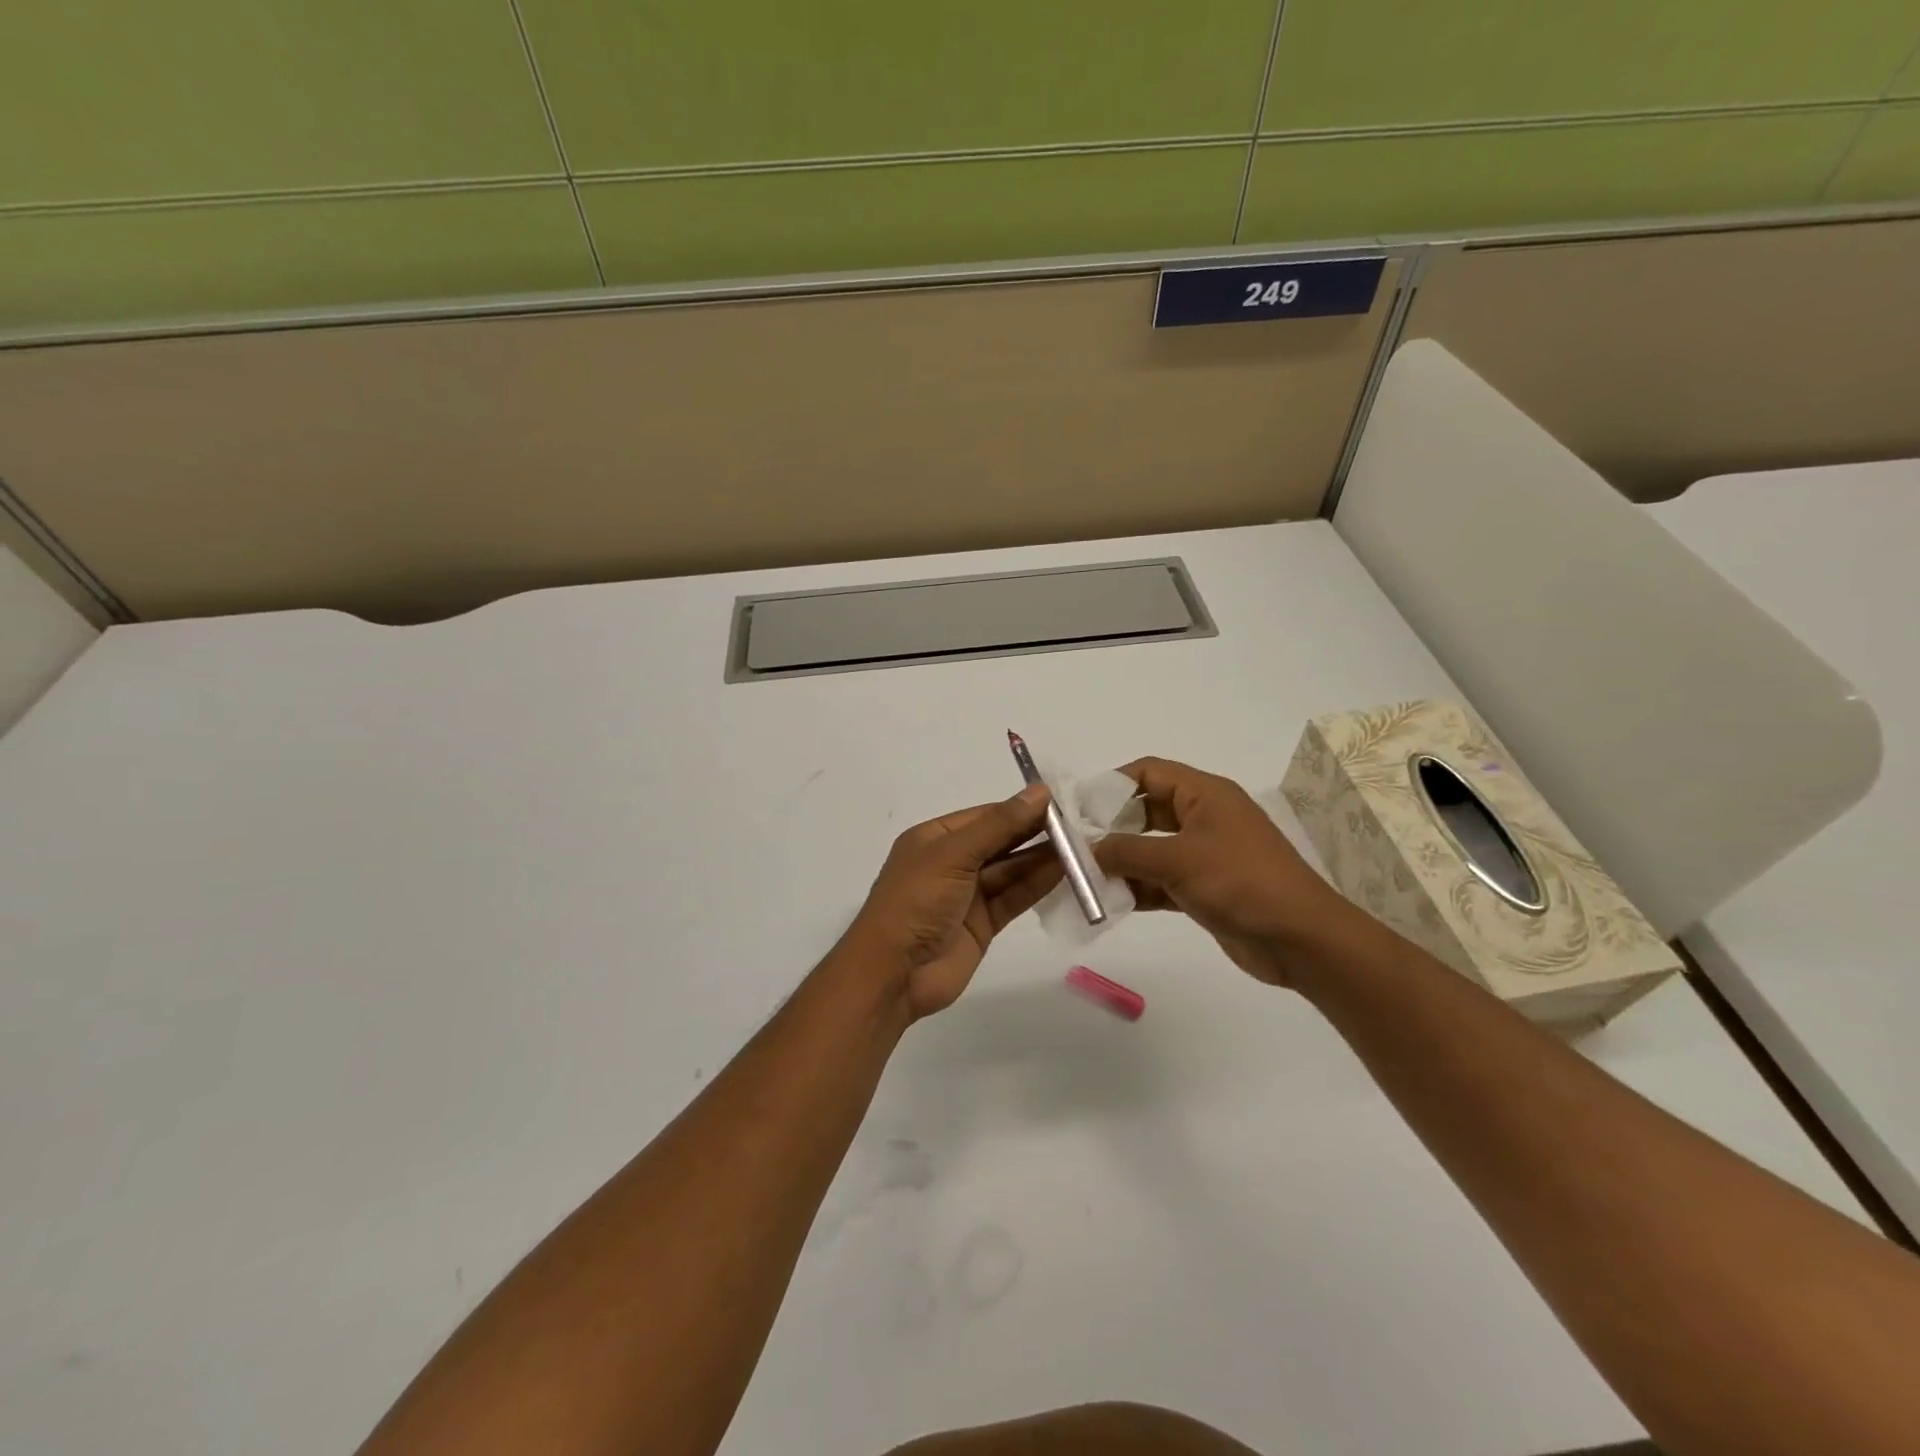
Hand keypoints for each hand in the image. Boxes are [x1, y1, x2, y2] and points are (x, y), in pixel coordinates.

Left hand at [841, 785, 1060, 1020]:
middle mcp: (952, 862)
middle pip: (1001, 842)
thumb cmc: (916, 902)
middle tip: (1079, 826)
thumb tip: (1039, 792)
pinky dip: (1037, 886)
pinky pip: (1013, 897)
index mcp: (935, 838)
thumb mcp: (954, 855)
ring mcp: (968, 895)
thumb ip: (999, 826)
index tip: (1059, 803)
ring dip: (1042, 860)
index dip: (1020, 808)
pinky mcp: (982, 924)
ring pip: (1011, 870)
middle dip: (1035, 833)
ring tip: (1081, 848)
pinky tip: (1065, 873)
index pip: (986, 816)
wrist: (894, 973)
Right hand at [1093, 757, 1361, 986]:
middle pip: (1146, 810)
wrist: (1301, 939)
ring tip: (1083, 877)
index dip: (1112, 784)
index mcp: (1204, 794)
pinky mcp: (1204, 888)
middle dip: (1111, 826)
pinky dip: (1138, 888)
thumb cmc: (1241, 882)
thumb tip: (1088, 848)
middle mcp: (1203, 817)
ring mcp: (1204, 854)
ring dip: (1121, 862)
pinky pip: (1161, 880)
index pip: (1149, 772)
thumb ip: (1127, 851)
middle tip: (1075, 845)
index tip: (1078, 808)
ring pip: (1151, 849)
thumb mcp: (1178, 860)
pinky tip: (1110, 902)